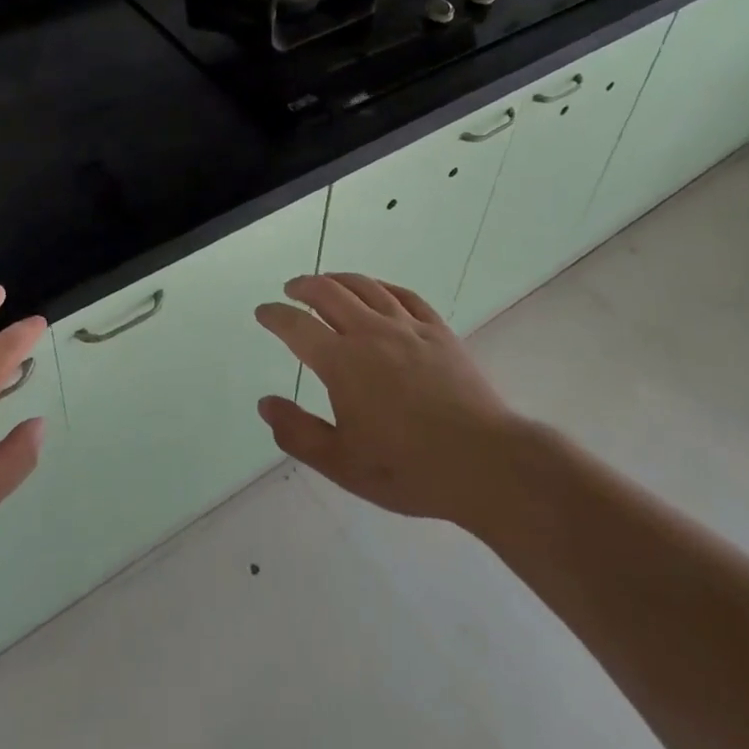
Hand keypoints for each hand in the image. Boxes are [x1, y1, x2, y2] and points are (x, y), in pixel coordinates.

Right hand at [254, 273, 530, 527]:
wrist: (484, 462)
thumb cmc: (408, 468)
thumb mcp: (342, 464)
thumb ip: (299, 432)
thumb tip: (266, 403)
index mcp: (342, 362)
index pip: (297, 326)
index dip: (275, 315)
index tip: (263, 312)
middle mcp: (370, 332)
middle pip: (329, 292)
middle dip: (304, 286)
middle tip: (291, 289)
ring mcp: (407, 327)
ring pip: (366, 286)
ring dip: (339, 279)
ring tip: (327, 281)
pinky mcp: (438, 331)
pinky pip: (404, 295)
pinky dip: (382, 286)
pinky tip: (378, 290)